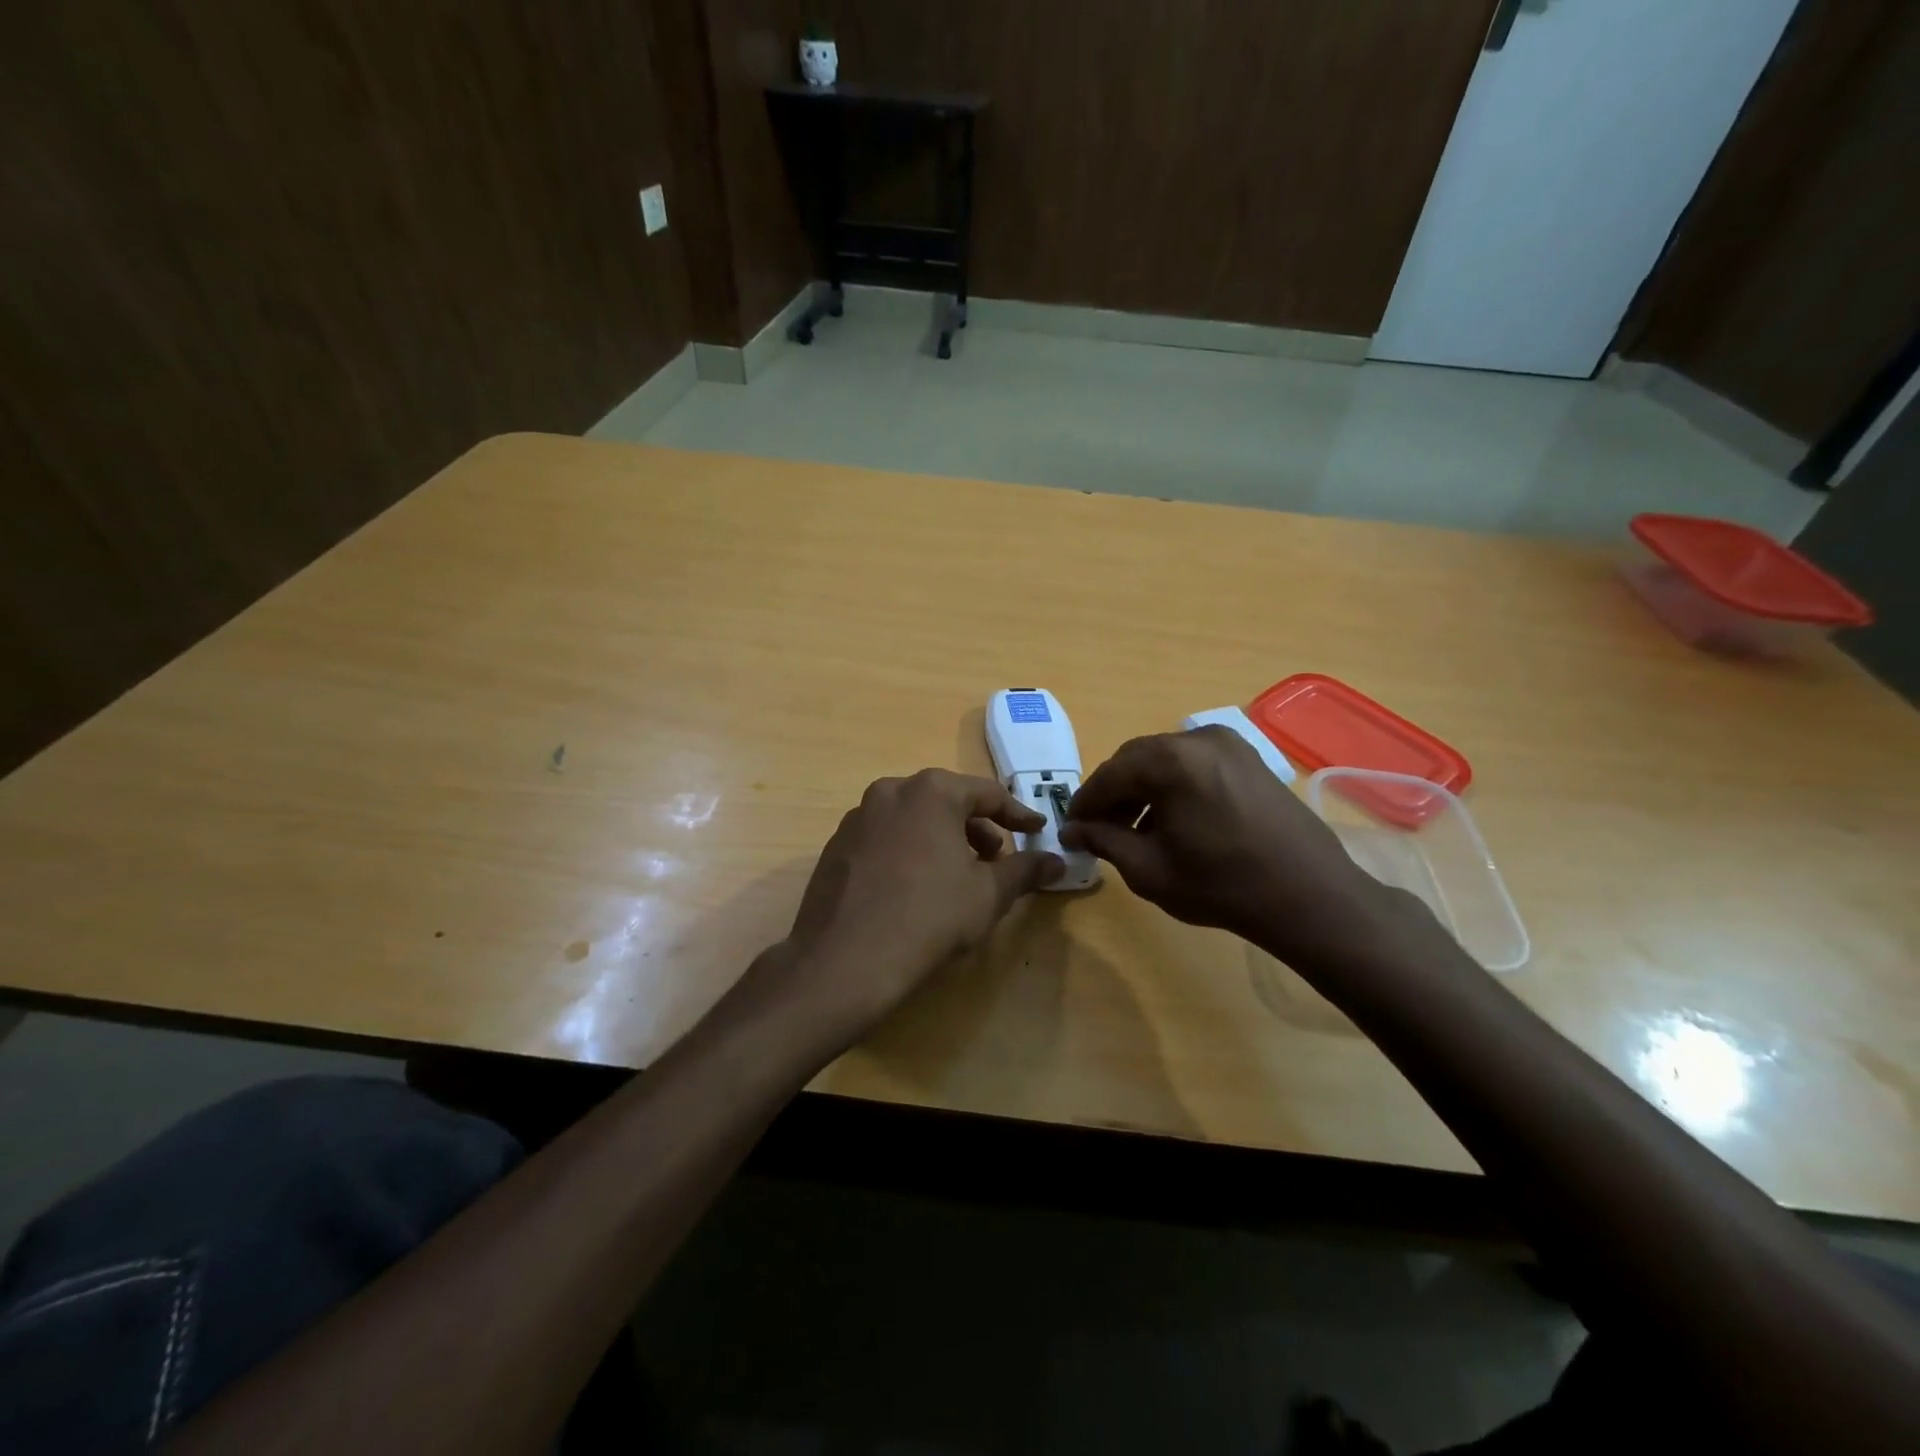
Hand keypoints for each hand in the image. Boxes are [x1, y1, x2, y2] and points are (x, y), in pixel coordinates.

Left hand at [766, 769, 1063, 1052]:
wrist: (844, 960)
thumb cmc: (929, 917)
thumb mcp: (988, 894)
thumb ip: (1025, 870)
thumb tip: (1057, 861)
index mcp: (932, 791)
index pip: (987, 794)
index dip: (1017, 815)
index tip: (1037, 831)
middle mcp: (891, 790)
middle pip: (946, 802)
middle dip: (976, 828)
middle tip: (995, 859)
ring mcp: (858, 817)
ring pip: (913, 819)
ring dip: (942, 839)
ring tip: (957, 876)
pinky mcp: (836, 845)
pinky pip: (885, 838)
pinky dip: (908, 851)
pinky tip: (914, 888)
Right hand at [1060, 728, 1424, 967]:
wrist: (1311, 897)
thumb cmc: (1222, 886)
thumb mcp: (1149, 869)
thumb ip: (1104, 841)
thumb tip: (1072, 830)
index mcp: (1170, 760)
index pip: (1110, 774)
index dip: (1086, 802)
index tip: (1070, 826)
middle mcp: (1198, 739)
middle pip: (1137, 760)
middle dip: (1114, 793)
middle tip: (1100, 828)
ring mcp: (1230, 745)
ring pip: (1166, 761)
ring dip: (1144, 789)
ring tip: (1136, 829)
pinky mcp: (1250, 758)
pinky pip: (1196, 764)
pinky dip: (1175, 785)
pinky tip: (1174, 820)